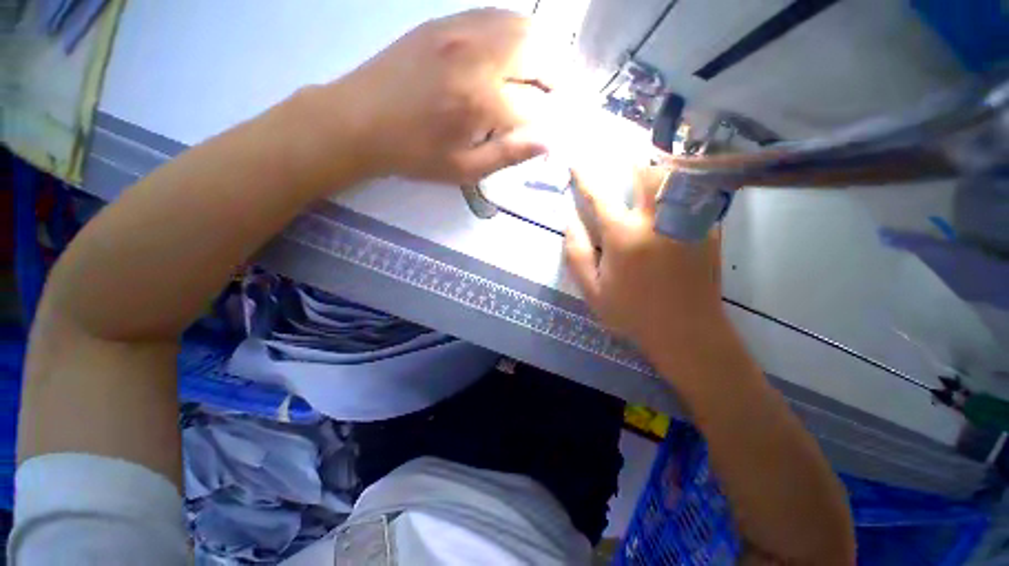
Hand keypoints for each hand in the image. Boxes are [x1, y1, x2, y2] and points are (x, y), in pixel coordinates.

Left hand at [339, 9, 551, 184]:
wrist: (360, 119)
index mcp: (481, 101)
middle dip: (558, 79)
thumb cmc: (415, 154)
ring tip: (542, 79)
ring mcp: (461, 30)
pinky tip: (516, 55)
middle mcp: (478, 56)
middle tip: (557, 101)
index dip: (554, 121)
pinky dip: (518, 33)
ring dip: (543, 52)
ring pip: (523, 27)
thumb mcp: (464, 169)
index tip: (558, 133)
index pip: (538, 106)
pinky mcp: (446, 21)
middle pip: (540, 53)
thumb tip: (548, 142)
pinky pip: (497, 16)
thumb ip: (509, 154)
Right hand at [564, 166, 724, 355]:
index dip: (585, 176)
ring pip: (675, 176)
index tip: (576, 162)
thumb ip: (576, 254)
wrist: (686, 331)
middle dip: (631, 156)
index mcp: (623, 236)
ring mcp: (687, 222)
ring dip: (658, 163)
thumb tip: (569, 221)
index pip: (600, 195)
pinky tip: (675, 184)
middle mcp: (656, 221)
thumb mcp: (592, 291)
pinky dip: (682, 181)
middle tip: (622, 151)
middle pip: (646, 172)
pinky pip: (695, 192)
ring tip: (648, 159)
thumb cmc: (632, 313)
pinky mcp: (708, 229)